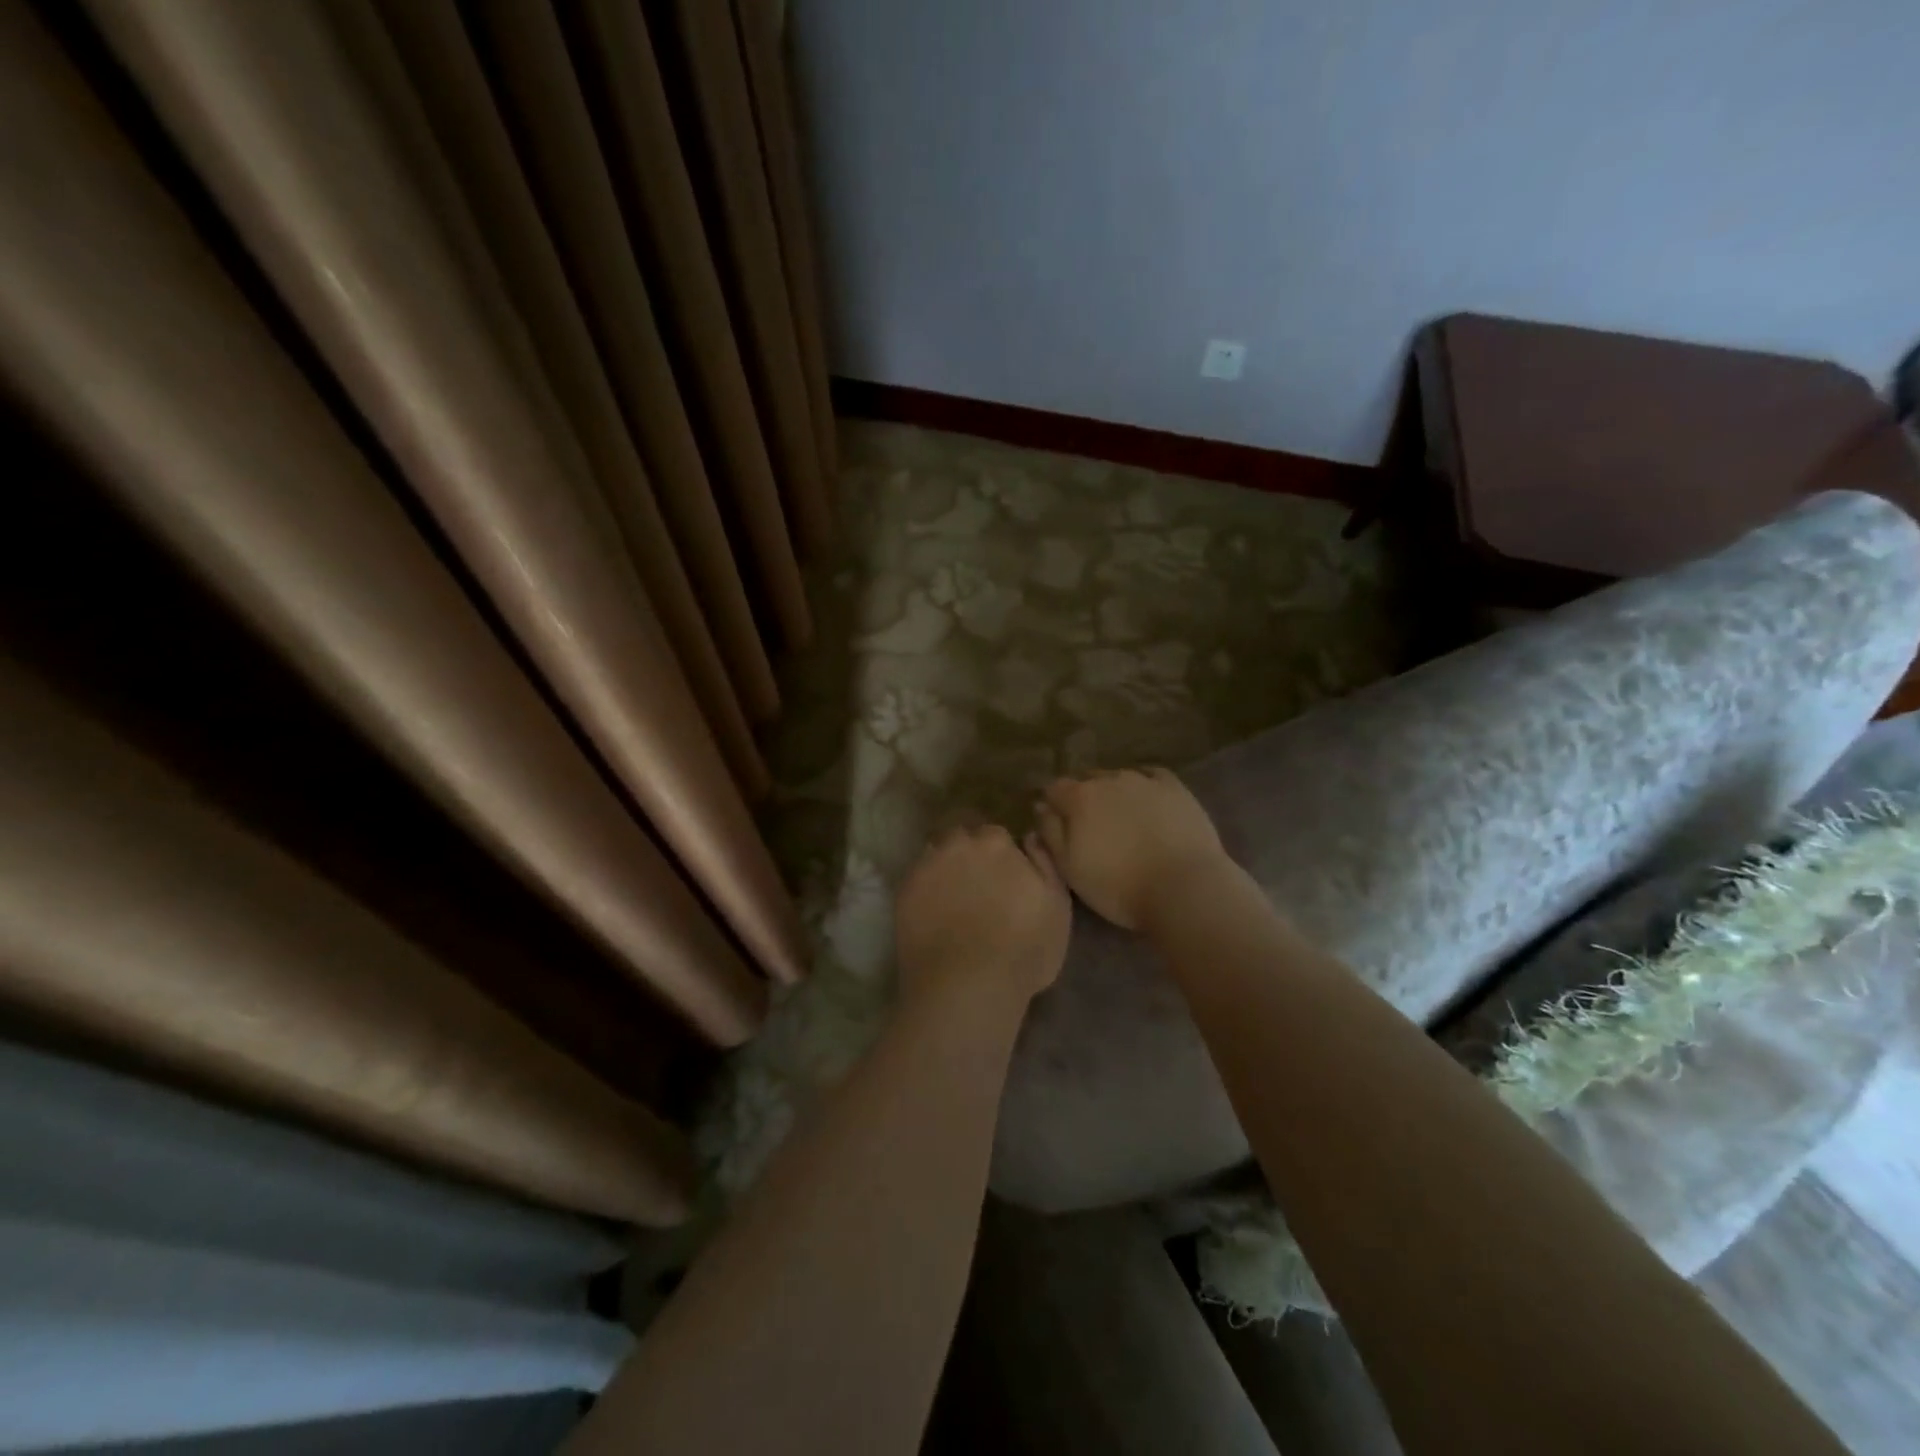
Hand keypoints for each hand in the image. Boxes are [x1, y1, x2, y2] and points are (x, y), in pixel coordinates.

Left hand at [894, 824, 1070, 1007]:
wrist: (967, 987)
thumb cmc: (1024, 949)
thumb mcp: (1058, 906)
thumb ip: (1045, 862)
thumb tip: (1028, 836)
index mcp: (995, 843)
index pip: (995, 834)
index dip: (999, 854)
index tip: (1003, 875)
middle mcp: (957, 845)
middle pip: (960, 837)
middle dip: (968, 852)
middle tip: (977, 884)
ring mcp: (926, 867)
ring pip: (935, 855)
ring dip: (944, 867)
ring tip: (952, 897)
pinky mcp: (903, 892)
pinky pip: (916, 880)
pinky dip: (925, 889)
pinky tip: (933, 913)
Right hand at [1036, 768, 1231, 929]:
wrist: (1183, 888)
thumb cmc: (1118, 886)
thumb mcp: (1069, 868)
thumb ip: (1050, 833)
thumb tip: (1041, 807)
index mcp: (1078, 797)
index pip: (1053, 788)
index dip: (1052, 805)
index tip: (1056, 824)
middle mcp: (1108, 779)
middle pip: (1086, 780)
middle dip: (1083, 797)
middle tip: (1089, 826)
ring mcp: (1145, 781)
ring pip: (1118, 777)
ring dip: (1113, 792)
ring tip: (1121, 818)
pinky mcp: (1175, 788)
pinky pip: (1152, 776)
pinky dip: (1144, 785)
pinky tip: (1147, 800)